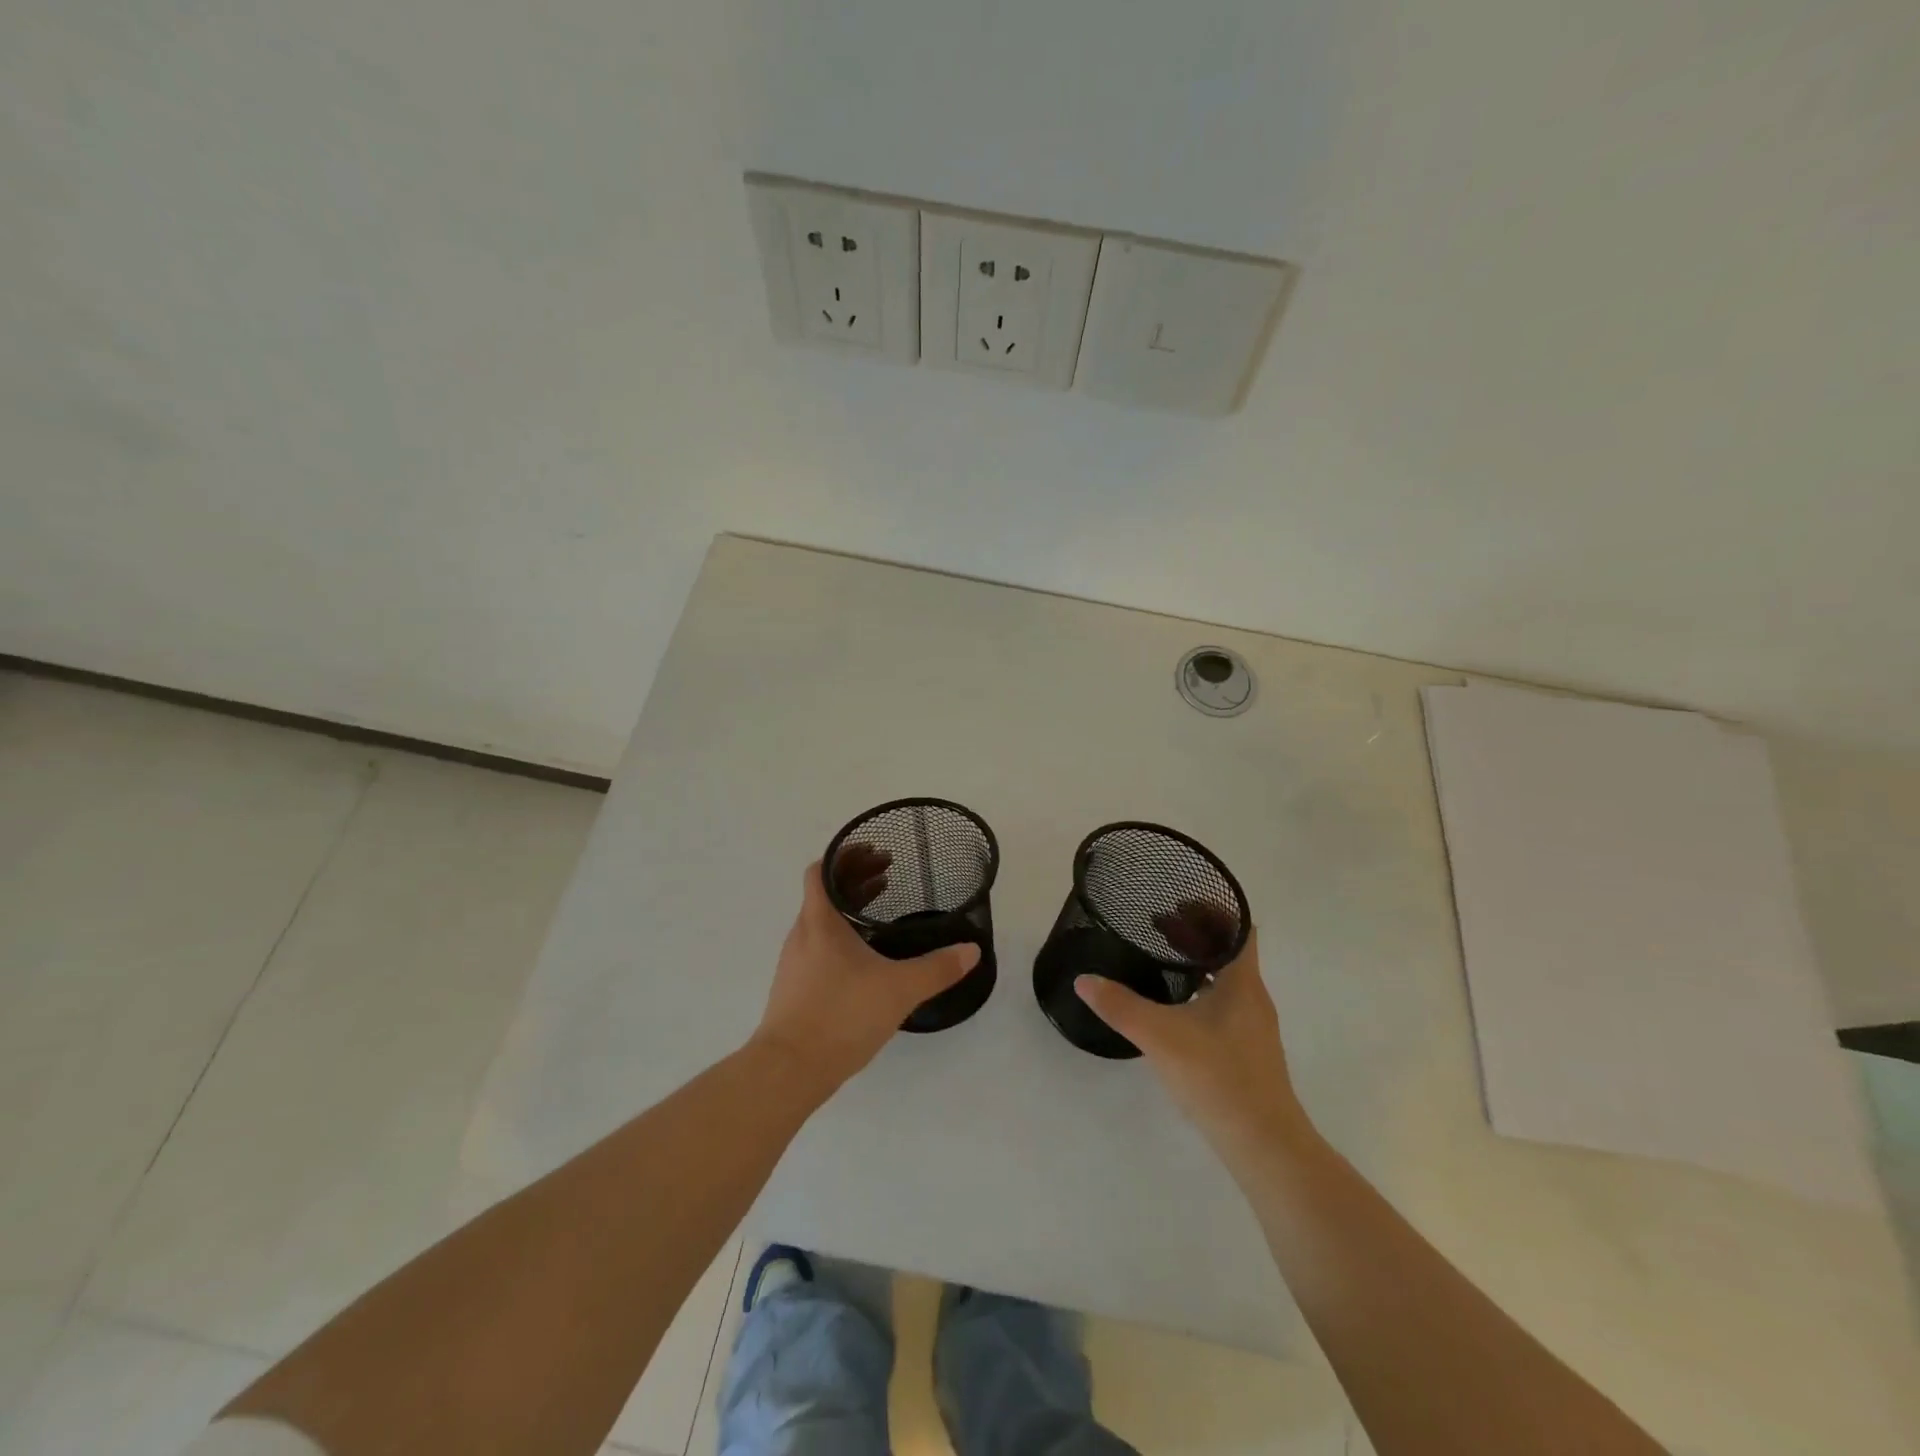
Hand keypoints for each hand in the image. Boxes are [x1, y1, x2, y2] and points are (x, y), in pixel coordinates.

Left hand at [752, 856, 977, 1096]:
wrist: (789, 1069)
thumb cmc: (841, 1015)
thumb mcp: (899, 989)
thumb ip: (938, 969)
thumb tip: (972, 950)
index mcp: (820, 922)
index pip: (821, 870)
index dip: (845, 855)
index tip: (874, 851)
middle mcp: (802, 934)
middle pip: (823, 892)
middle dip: (855, 878)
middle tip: (888, 874)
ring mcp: (795, 962)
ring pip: (821, 920)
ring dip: (848, 907)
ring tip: (880, 908)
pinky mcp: (795, 988)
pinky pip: (818, 945)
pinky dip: (841, 935)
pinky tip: (865, 956)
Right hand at [1073, 914, 1307, 1151]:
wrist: (1264, 1145)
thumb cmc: (1217, 1077)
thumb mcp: (1160, 1036)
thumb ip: (1119, 1005)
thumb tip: (1084, 980)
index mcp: (1242, 982)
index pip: (1239, 928)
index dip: (1214, 908)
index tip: (1179, 900)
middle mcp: (1253, 997)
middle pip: (1230, 950)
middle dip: (1197, 933)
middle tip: (1158, 924)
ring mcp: (1253, 1026)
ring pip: (1227, 978)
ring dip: (1198, 963)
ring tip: (1161, 959)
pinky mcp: (1247, 1050)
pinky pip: (1224, 1002)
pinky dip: (1201, 990)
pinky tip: (1174, 1007)